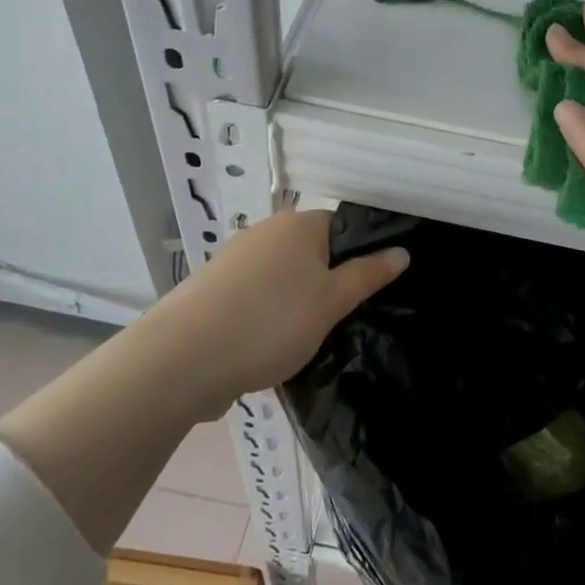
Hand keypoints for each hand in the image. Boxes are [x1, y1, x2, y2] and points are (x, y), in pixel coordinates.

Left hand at [150, 208, 407, 407]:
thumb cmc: (271, 322)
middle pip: (312, 251)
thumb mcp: (332, 302)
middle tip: (341, 319)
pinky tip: (270, 345)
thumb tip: (402, 252)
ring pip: (284, 276)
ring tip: (306, 338)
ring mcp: (235, 259)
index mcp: (298, 224)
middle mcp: (265, 231)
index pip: (343, 227)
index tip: (368, 292)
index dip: (361, 257)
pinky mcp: (213, 289)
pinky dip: (269, 314)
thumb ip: (368, 275)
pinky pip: (257, 295)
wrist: (182, 359)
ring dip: (297, 301)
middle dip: (328, 282)